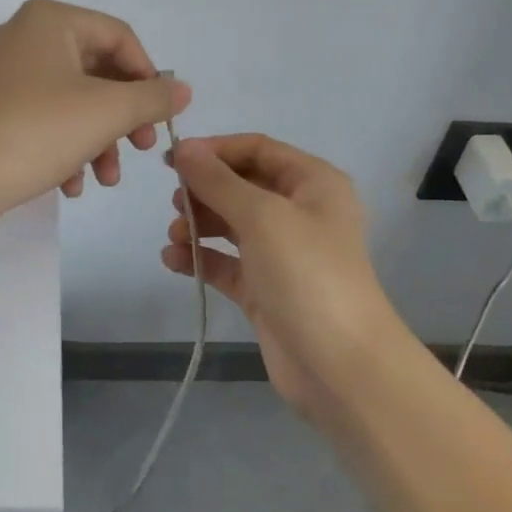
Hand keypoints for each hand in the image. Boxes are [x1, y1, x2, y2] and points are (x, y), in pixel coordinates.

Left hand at [0, 0, 189, 214]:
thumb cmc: (37, 132)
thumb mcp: (108, 112)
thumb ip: (152, 97)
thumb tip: (182, 90)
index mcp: (51, 21)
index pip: (120, 37)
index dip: (149, 77)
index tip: (160, 118)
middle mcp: (26, 38)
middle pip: (98, 72)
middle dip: (124, 118)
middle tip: (142, 148)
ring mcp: (6, 76)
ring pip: (74, 102)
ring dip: (99, 141)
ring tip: (107, 179)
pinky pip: (46, 121)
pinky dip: (67, 149)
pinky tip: (72, 186)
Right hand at [160, 135, 402, 416]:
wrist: (340, 364)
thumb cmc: (307, 274)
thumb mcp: (262, 216)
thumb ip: (218, 181)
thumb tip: (184, 147)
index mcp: (313, 183)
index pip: (258, 150)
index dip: (215, 150)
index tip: (172, 160)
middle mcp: (300, 212)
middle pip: (242, 186)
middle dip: (205, 191)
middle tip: (174, 202)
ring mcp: (282, 253)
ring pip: (232, 226)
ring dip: (199, 225)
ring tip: (174, 236)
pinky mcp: (265, 289)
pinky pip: (226, 263)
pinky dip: (200, 259)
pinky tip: (171, 260)